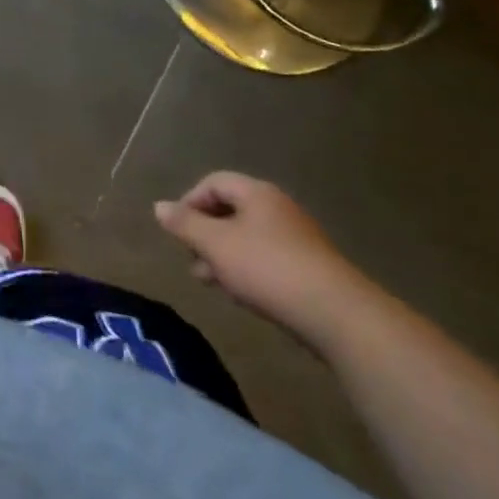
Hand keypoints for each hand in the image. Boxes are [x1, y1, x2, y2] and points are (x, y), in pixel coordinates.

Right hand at [154, 171, 377, 352]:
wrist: (339, 316)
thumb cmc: (268, 268)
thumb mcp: (215, 244)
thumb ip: (184, 224)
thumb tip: (159, 206)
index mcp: (256, 193)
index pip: (213, 182)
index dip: (190, 202)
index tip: (179, 231)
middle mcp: (278, 208)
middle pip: (230, 210)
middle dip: (206, 233)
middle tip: (192, 259)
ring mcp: (298, 239)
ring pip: (248, 238)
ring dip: (224, 255)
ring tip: (211, 282)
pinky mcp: (310, 268)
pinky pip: (268, 259)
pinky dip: (248, 269)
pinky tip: (243, 293)